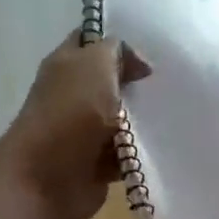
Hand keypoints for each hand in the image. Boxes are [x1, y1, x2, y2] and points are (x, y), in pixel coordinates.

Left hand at [0, 34, 150, 218]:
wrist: (48, 178)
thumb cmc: (71, 112)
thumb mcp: (96, 65)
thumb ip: (117, 52)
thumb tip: (138, 65)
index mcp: (65, 65)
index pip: (90, 40)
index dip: (116, 41)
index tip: (150, 50)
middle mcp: (71, 95)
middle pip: (110, 82)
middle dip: (137, 84)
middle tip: (167, 85)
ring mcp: (82, 131)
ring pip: (121, 119)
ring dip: (142, 121)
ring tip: (171, 116)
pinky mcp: (95, 164)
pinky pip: (124, 153)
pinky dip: (138, 153)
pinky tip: (160, 146)